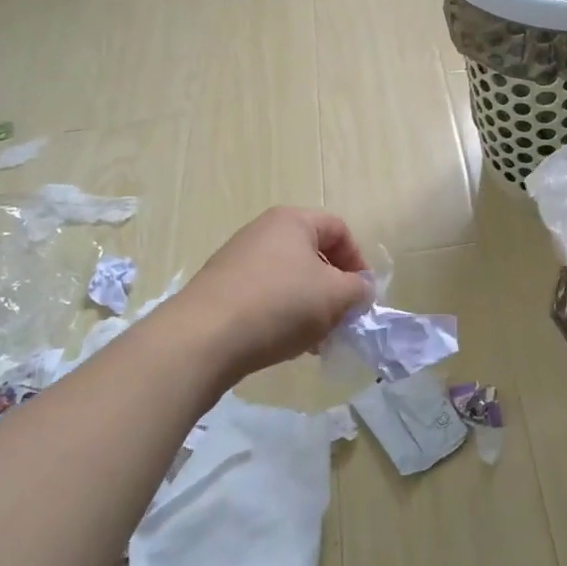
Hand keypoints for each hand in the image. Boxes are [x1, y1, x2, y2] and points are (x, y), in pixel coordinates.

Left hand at [172, 207, 371, 382]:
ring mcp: (237, 260)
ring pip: (289, 279)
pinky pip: (264, 296)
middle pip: (312, 255)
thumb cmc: (280, 305)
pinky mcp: (221, 289)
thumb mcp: (335, 297)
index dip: (358, 260)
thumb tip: (359, 290)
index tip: (362, 295)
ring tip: (314, 341)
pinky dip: (282, 315)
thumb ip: (359, 289)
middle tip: (341, 320)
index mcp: (292, 221)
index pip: (338, 229)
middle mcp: (262, 232)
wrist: (204, 337)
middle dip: (333, 289)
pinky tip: (285, 344)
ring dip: (309, 307)